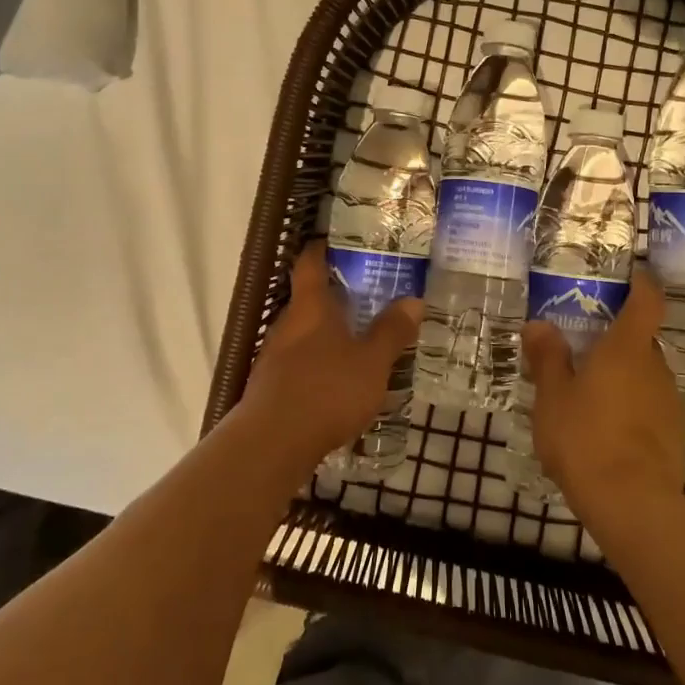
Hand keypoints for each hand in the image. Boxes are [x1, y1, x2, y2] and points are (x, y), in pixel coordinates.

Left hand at [230, 240, 422, 474]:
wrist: (272, 444)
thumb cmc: (326, 391)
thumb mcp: (371, 362)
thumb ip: (391, 331)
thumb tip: (413, 300)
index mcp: (310, 308)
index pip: (310, 264)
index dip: (321, 248)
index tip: (337, 240)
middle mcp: (287, 325)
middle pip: (307, 300)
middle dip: (334, 296)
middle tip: (367, 295)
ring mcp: (274, 357)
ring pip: (303, 333)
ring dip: (327, 333)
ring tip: (359, 340)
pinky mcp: (271, 387)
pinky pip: (299, 362)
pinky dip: (319, 362)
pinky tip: (339, 381)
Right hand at [522, 266, 684, 527]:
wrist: (633, 504)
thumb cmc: (586, 439)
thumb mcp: (552, 397)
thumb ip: (547, 358)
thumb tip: (538, 324)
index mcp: (626, 349)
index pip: (647, 301)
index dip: (642, 284)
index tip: (633, 275)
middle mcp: (656, 368)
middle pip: (640, 342)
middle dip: (616, 343)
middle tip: (583, 353)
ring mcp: (670, 402)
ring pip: (644, 377)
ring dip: (622, 379)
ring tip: (589, 400)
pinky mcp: (676, 434)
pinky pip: (650, 408)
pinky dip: (631, 410)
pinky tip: (607, 433)